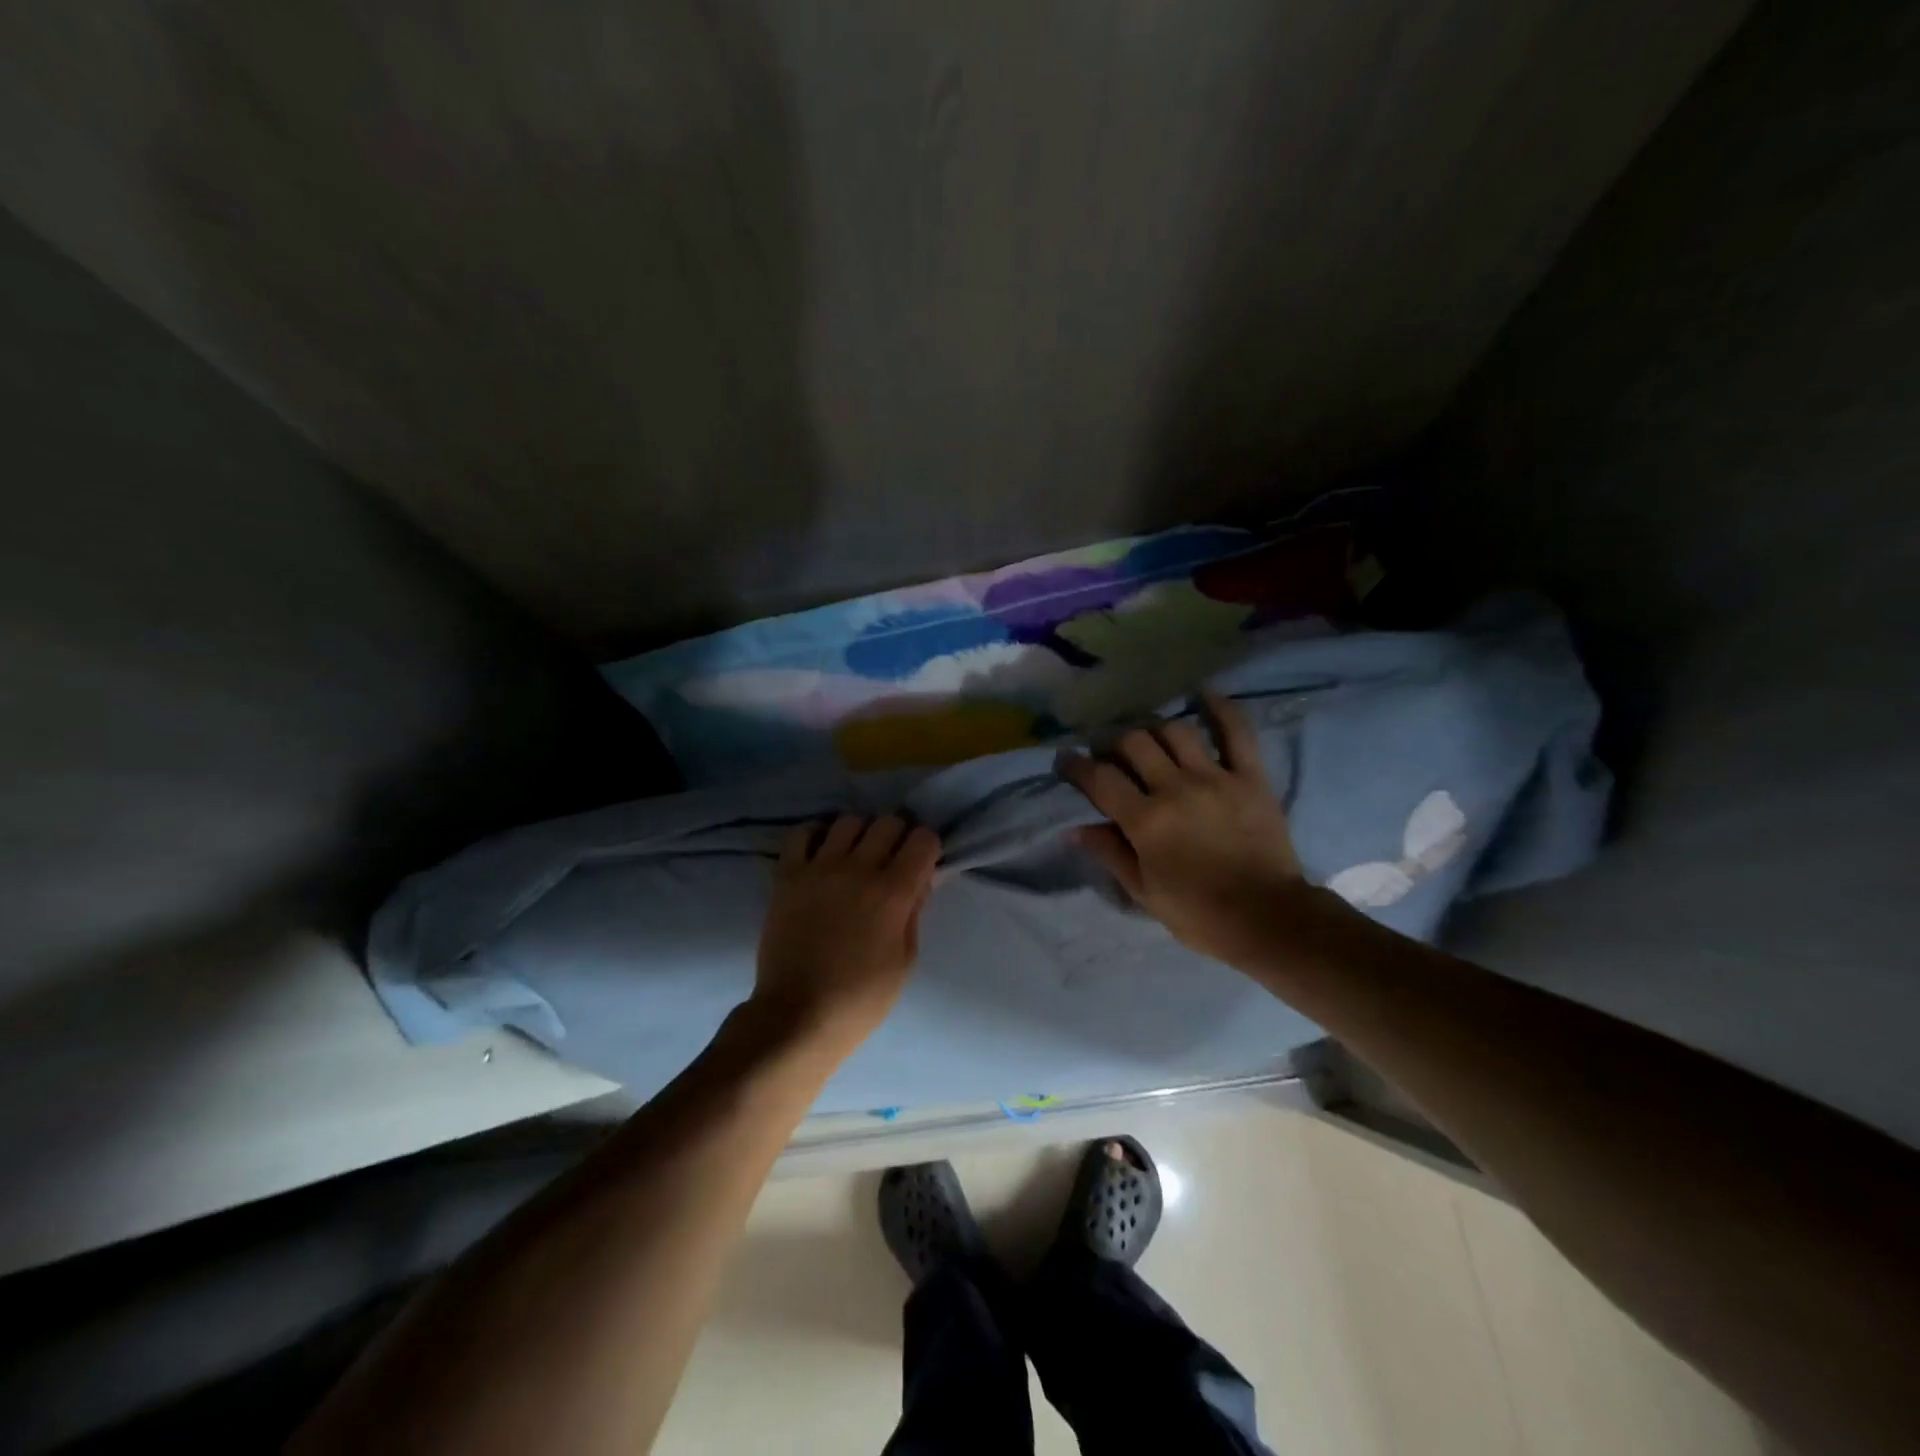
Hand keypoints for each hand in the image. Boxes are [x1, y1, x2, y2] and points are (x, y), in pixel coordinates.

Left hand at [754, 814, 941, 1050]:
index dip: (927, 847)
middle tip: (892, 857)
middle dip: (897, 835)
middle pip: (888, 822)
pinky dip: (816, 835)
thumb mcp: (905, 960)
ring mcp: (820, 868)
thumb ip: (914, 912)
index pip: (923, 838)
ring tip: (855, 855)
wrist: (798, 1015)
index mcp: (894, 892)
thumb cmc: (862, 998)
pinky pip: (802, 833)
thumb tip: (919, 880)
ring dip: (860, 833)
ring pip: (849, 821)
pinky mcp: (788, 875)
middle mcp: (859, 868)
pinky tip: (822, 851)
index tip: (921, 863)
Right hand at [1057, 692, 1329, 970]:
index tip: (1065, 759)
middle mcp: (1175, 788)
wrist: (1268, 919)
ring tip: (1148, 735)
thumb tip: (1075, 829)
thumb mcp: (1143, 892)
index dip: (1076, 765)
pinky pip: (1236, 733)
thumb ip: (1110, 854)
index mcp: (1145, 820)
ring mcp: (1215, 778)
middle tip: (1108, 749)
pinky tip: (1204, 695)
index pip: (1100, 779)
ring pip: (1175, 731)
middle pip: (1134, 743)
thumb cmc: (1199, 913)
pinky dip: (1221, 709)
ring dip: (1154, 727)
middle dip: (1113, 740)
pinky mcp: (1249, 777)